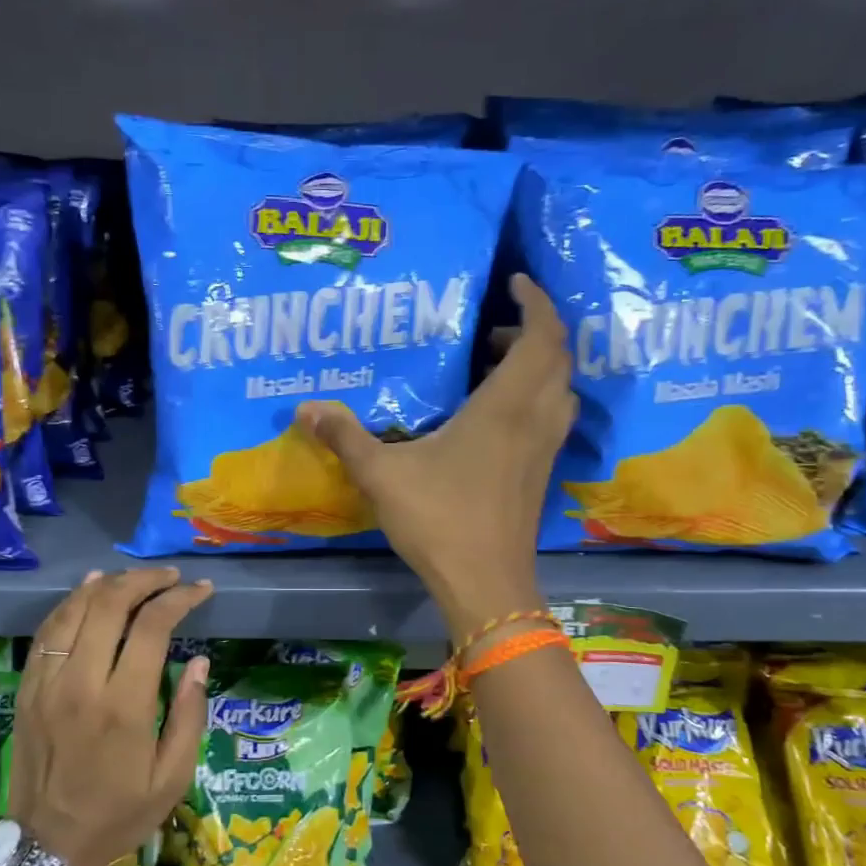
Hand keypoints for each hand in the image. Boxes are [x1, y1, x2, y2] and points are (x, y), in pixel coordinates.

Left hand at [10, 568, 212, 865]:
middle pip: (110, 604)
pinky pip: (47, 631)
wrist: (47, 847)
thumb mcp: (172, 776)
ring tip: (135, 577)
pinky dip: (71, 603)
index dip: (180, 598)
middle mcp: (81, 683)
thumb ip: (189, 715)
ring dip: (107, 584)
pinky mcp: (27, 689)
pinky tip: (89, 589)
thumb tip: (200, 661)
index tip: (200, 590)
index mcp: (123, 705)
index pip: (152, 626)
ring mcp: (47, 683)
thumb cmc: (119, 813)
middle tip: (170, 577)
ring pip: (74, 609)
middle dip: (145, 580)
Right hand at [296, 274, 575, 638]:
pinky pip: (552, 415)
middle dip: (531, 330)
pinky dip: (537, 396)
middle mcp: (535, 419)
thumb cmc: (439, 520)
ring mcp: (544, 448)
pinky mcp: (542, 472)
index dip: (534, 301)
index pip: (540, 336)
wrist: (486, 583)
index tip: (514, 281)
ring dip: (538, 365)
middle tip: (489, 329)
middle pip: (556, 357)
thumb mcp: (382, 474)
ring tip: (493, 366)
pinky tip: (497, 415)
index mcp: (505, 406)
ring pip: (560, 388)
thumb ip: (346, 436)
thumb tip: (304, 408)